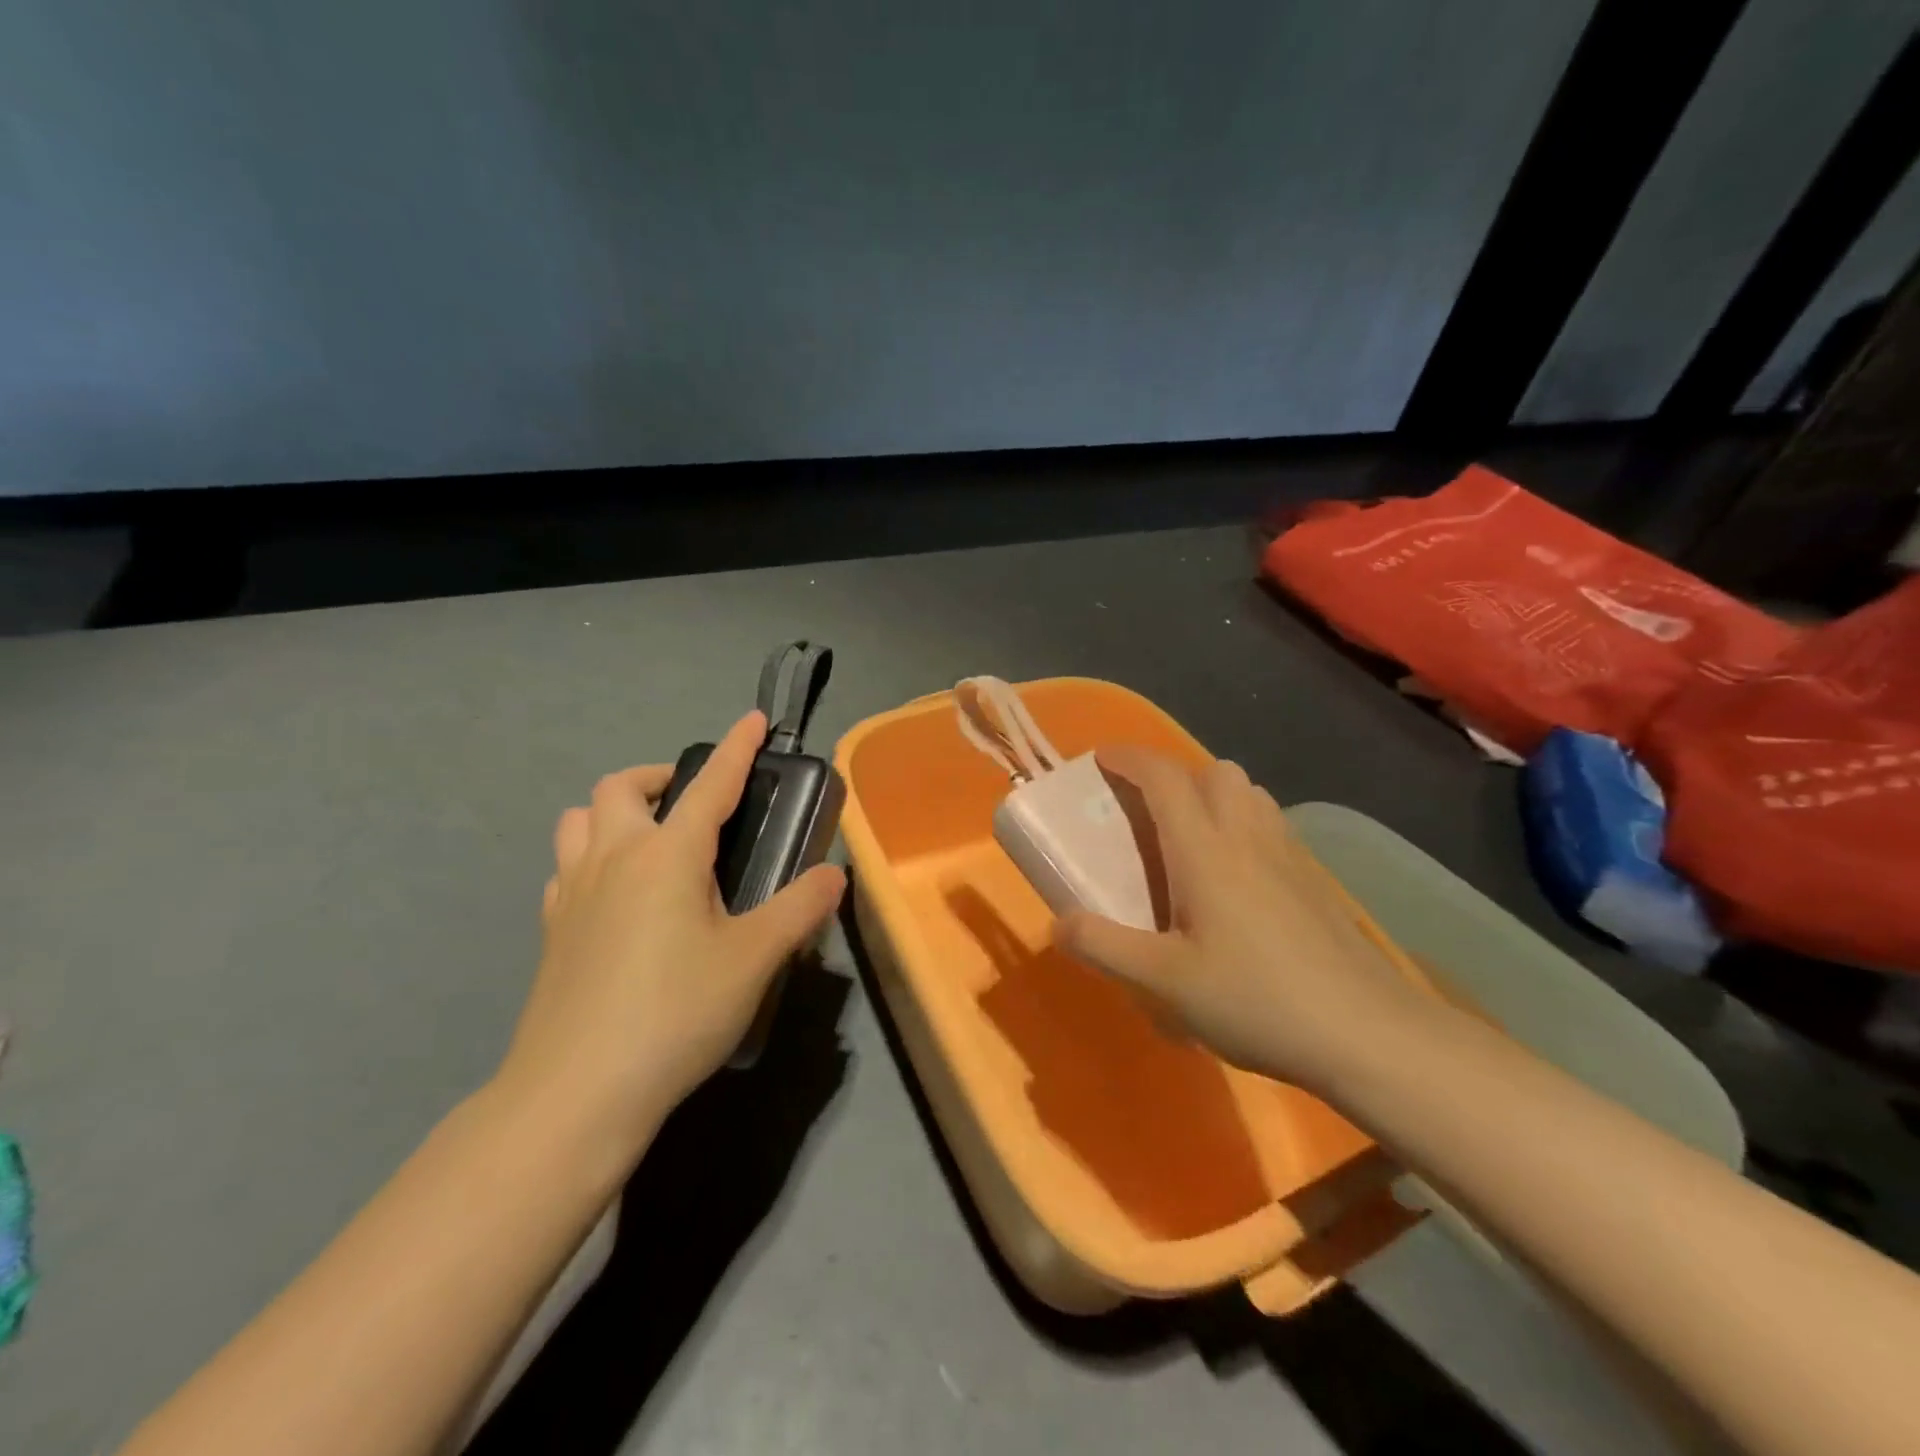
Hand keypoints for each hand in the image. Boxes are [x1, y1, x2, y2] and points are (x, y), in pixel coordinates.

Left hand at [496, 711, 845, 1151]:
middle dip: (661, 776)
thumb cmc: (674, 1014)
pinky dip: (590, 856)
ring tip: (652, 840)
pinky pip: (565, 866)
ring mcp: (571, 892)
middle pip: (622, 786)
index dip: (735, 748)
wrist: (576, 1093)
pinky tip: (616, 894)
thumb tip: (833, 875)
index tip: (752, 719)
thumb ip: (798, 909)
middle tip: (695, 803)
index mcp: (666, 855)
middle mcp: (613, 858)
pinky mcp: (550, 930)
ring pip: (580, 819)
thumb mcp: (753, 960)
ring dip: (615, 811)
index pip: (710, 785)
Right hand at [1054, 749, 1430, 1095]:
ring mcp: (1289, 855)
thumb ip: (1104, 947)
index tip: (1101, 758)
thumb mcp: (1164, 983)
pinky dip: (1244, 821)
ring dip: (1213, 793)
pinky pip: (1272, 823)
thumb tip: (1058, 923)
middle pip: (1215, 771)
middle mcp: (1248, 837)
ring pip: (1250, 793)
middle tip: (1148, 809)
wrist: (1369, 1033)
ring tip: (1191, 835)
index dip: (1129, 758)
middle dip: (1175, 773)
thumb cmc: (1257, 1001)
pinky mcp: (1314, 880)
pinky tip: (1240, 874)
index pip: (1164, 778)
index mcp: (1205, 852)